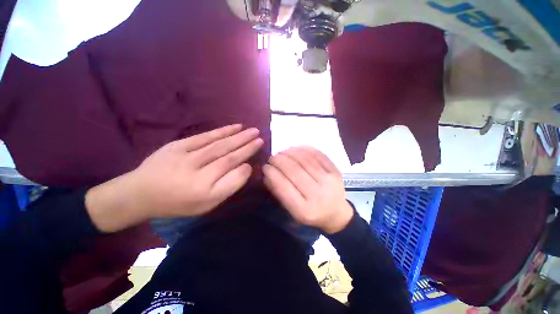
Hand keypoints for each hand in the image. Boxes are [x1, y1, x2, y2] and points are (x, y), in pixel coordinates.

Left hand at [86, 124, 262, 231]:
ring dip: (236, 134)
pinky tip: (233, 127)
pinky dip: (221, 131)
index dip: (247, 152)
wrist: (141, 193)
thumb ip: (230, 186)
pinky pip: (204, 136)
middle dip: (245, 141)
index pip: (231, 164)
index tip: (259, 144)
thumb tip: (246, 167)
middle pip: (226, 151)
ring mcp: (186, 154)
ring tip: (249, 129)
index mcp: (204, 186)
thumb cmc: (179, 202)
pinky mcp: (178, 145)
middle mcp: (196, 168)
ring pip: (217, 142)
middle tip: (258, 133)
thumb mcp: (208, 204)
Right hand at [262, 147, 352, 233]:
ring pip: (306, 161)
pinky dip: (304, 149)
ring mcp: (330, 182)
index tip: (265, 166)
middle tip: (272, 157)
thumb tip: (267, 173)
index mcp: (305, 211)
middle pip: (295, 171)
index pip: (284, 188)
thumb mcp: (292, 211)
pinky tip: (295, 148)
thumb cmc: (311, 214)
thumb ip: (279, 193)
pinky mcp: (336, 172)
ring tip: (282, 152)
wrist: (336, 214)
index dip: (272, 174)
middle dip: (279, 161)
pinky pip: (318, 155)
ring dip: (290, 153)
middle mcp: (318, 196)